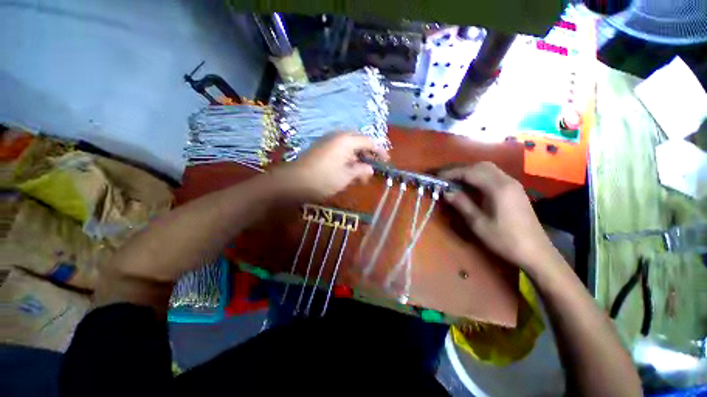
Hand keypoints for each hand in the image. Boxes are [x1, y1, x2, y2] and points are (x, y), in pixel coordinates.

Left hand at [274, 133, 388, 199]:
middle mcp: (338, 137)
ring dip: (357, 159)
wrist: (294, 181)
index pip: (369, 141)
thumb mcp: (346, 176)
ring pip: (349, 148)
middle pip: (359, 142)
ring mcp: (328, 142)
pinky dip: (347, 160)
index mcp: (346, 140)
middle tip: (373, 168)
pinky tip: (348, 171)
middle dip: (368, 155)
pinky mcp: (321, 149)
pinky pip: (340, 151)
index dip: (379, 151)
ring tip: (361, 174)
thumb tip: (370, 168)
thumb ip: (361, 170)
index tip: (386, 161)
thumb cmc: (323, 179)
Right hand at [439, 162, 560, 273]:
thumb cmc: (504, 239)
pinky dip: (479, 175)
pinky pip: (494, 175)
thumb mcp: (478, 223)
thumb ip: (461, 203)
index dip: (451, 173)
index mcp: (498, 188)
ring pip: (488, 168)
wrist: (536, 252)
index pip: (470, 172)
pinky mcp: (515, 190)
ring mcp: (513, 184)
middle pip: (480, 166)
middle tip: (445, 177)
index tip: (437, 177)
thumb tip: (446, 191)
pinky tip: (472, 185)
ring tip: (455, 180)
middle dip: (460, 169)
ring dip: (470, 171)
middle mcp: (506, 181)